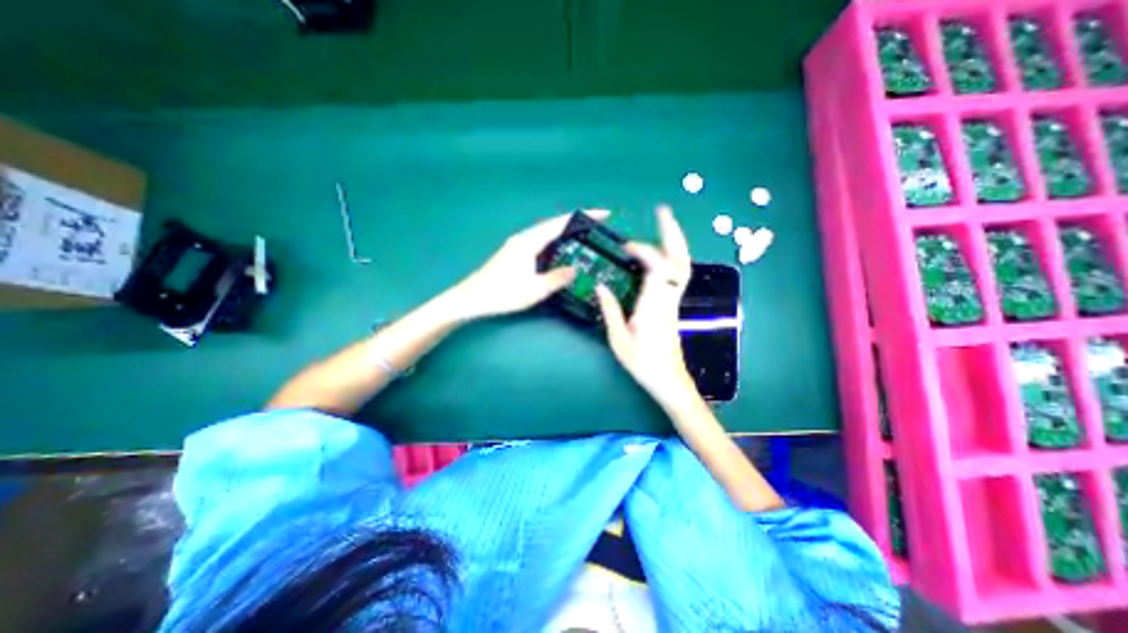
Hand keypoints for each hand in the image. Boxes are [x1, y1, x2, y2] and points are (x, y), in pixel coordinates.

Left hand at [456, 210, 613, 321]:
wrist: (472, 298)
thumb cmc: (503, 293)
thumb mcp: (535, 289)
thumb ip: (557, 278)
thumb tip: (575, 269)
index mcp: (530, 242)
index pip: (561, 223)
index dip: (583, 217)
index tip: (603, 213)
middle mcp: (524, 238)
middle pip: (555, 225)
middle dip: (577, 223)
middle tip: (597, 226)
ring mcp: (518, 245)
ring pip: (548, 234)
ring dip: (567, 233)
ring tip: (585, 237)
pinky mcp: (515, 253)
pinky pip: (542, 243)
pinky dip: (556, 243)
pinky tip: (562, 252)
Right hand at [593, 204, 702, 407]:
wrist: (670, 381)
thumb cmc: (644, 364)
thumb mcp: (619, 340)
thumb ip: (611, 311)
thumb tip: (601, 285)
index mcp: (654, 306)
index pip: (657, 268)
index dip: (645, 251)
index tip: (627, 246)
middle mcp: (668, 299)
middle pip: (679, 260)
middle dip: (672, 233)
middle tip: (663, 211)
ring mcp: (673, 300)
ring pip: (682, 265)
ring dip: (674, 242)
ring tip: (663, 224)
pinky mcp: (673, 304)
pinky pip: (676, 274)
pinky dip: (671, 256)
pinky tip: (660, 252)